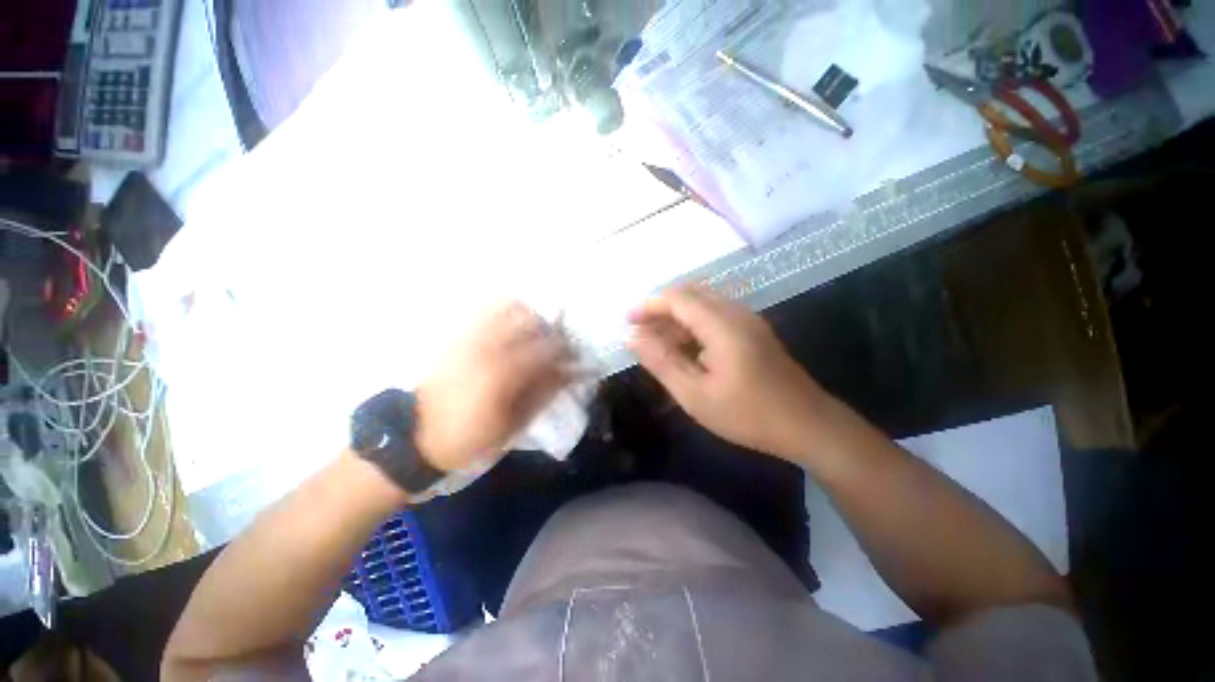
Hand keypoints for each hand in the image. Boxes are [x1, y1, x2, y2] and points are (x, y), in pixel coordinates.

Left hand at [415, 302, 571, 471]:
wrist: (415, 436)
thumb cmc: (470, 436)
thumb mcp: (513, 423)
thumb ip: (543, 393)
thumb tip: (569, 372)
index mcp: (502, 373)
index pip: (546, 348)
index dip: (566, 350)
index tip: (575, 358)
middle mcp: (486, 347)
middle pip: (529, 320)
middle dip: (549, 328)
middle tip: (556, 345)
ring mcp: (469, 338)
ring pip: (507, 307)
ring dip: (528, 316)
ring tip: (534, 334)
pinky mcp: (457, 337)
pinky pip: (484, 310)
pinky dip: (505, 311)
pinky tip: (511, 328)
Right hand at [627, 286, 829, 461]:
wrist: (808, 426)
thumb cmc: (748, 415)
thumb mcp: (695, 394)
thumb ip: (661, 361)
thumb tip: (631, 338)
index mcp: (722, 325)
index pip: (677, 299)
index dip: (648, 305)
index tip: (626, 321)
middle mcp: (736, 313)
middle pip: (690, 295)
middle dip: (660, 308)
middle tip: (638, 331)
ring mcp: (747, 320)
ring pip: (702, 304)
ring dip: (676, 317)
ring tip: (655, 342)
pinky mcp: (753, 331)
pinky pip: (715, 316)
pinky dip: (692, 325)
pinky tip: (683, 347)